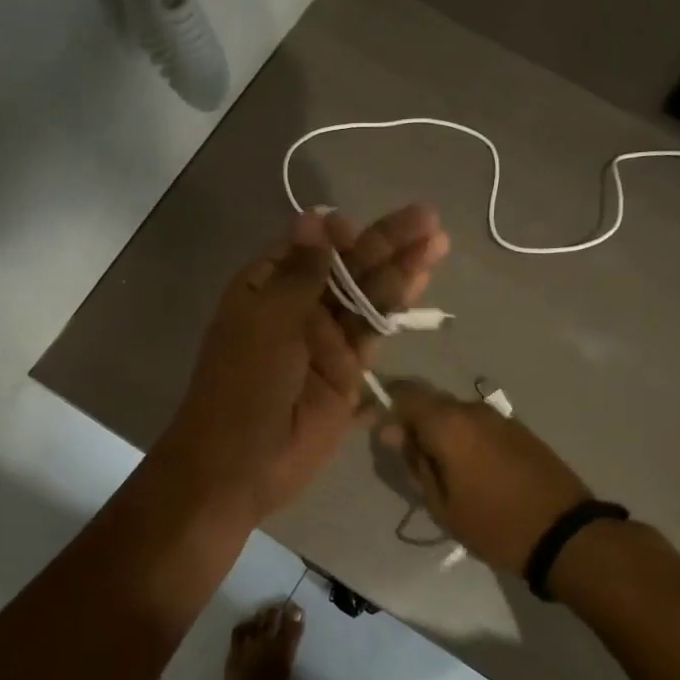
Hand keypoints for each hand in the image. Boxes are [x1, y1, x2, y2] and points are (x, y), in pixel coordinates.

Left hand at [158, 205, 448, 526]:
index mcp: (266, 288)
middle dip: (385, 243)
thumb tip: (315, 216)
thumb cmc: (244, 384)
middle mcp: (298, 308)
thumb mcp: (268, 320)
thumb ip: (302, 271)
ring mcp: (325, 341)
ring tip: (437, 241)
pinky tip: (421, 281)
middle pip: (347, 268)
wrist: (242, 464)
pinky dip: (396, 309)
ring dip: (400, 270)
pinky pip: (374, 333)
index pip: (310, 248)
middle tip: (428, 219)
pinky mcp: (348, 372)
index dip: (339, 235)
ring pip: (367, 297)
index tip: (360, 227)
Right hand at [376, 381, 591, 574]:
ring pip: (456, 415)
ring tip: (444, 473)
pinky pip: (480, 425)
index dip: (386, 406)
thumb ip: (415, 462)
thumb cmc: (493, 524)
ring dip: (443, 434)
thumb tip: (392, 433)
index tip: (379, 432)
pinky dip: (467, 440)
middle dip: (415, 425)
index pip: (404, 393)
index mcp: (448, 424)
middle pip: (431, 403)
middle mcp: (473, 409)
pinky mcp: (520, 430)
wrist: (564, 533)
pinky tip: (473, 471)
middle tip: (413, 463)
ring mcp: (500, 417)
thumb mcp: (442, 504)